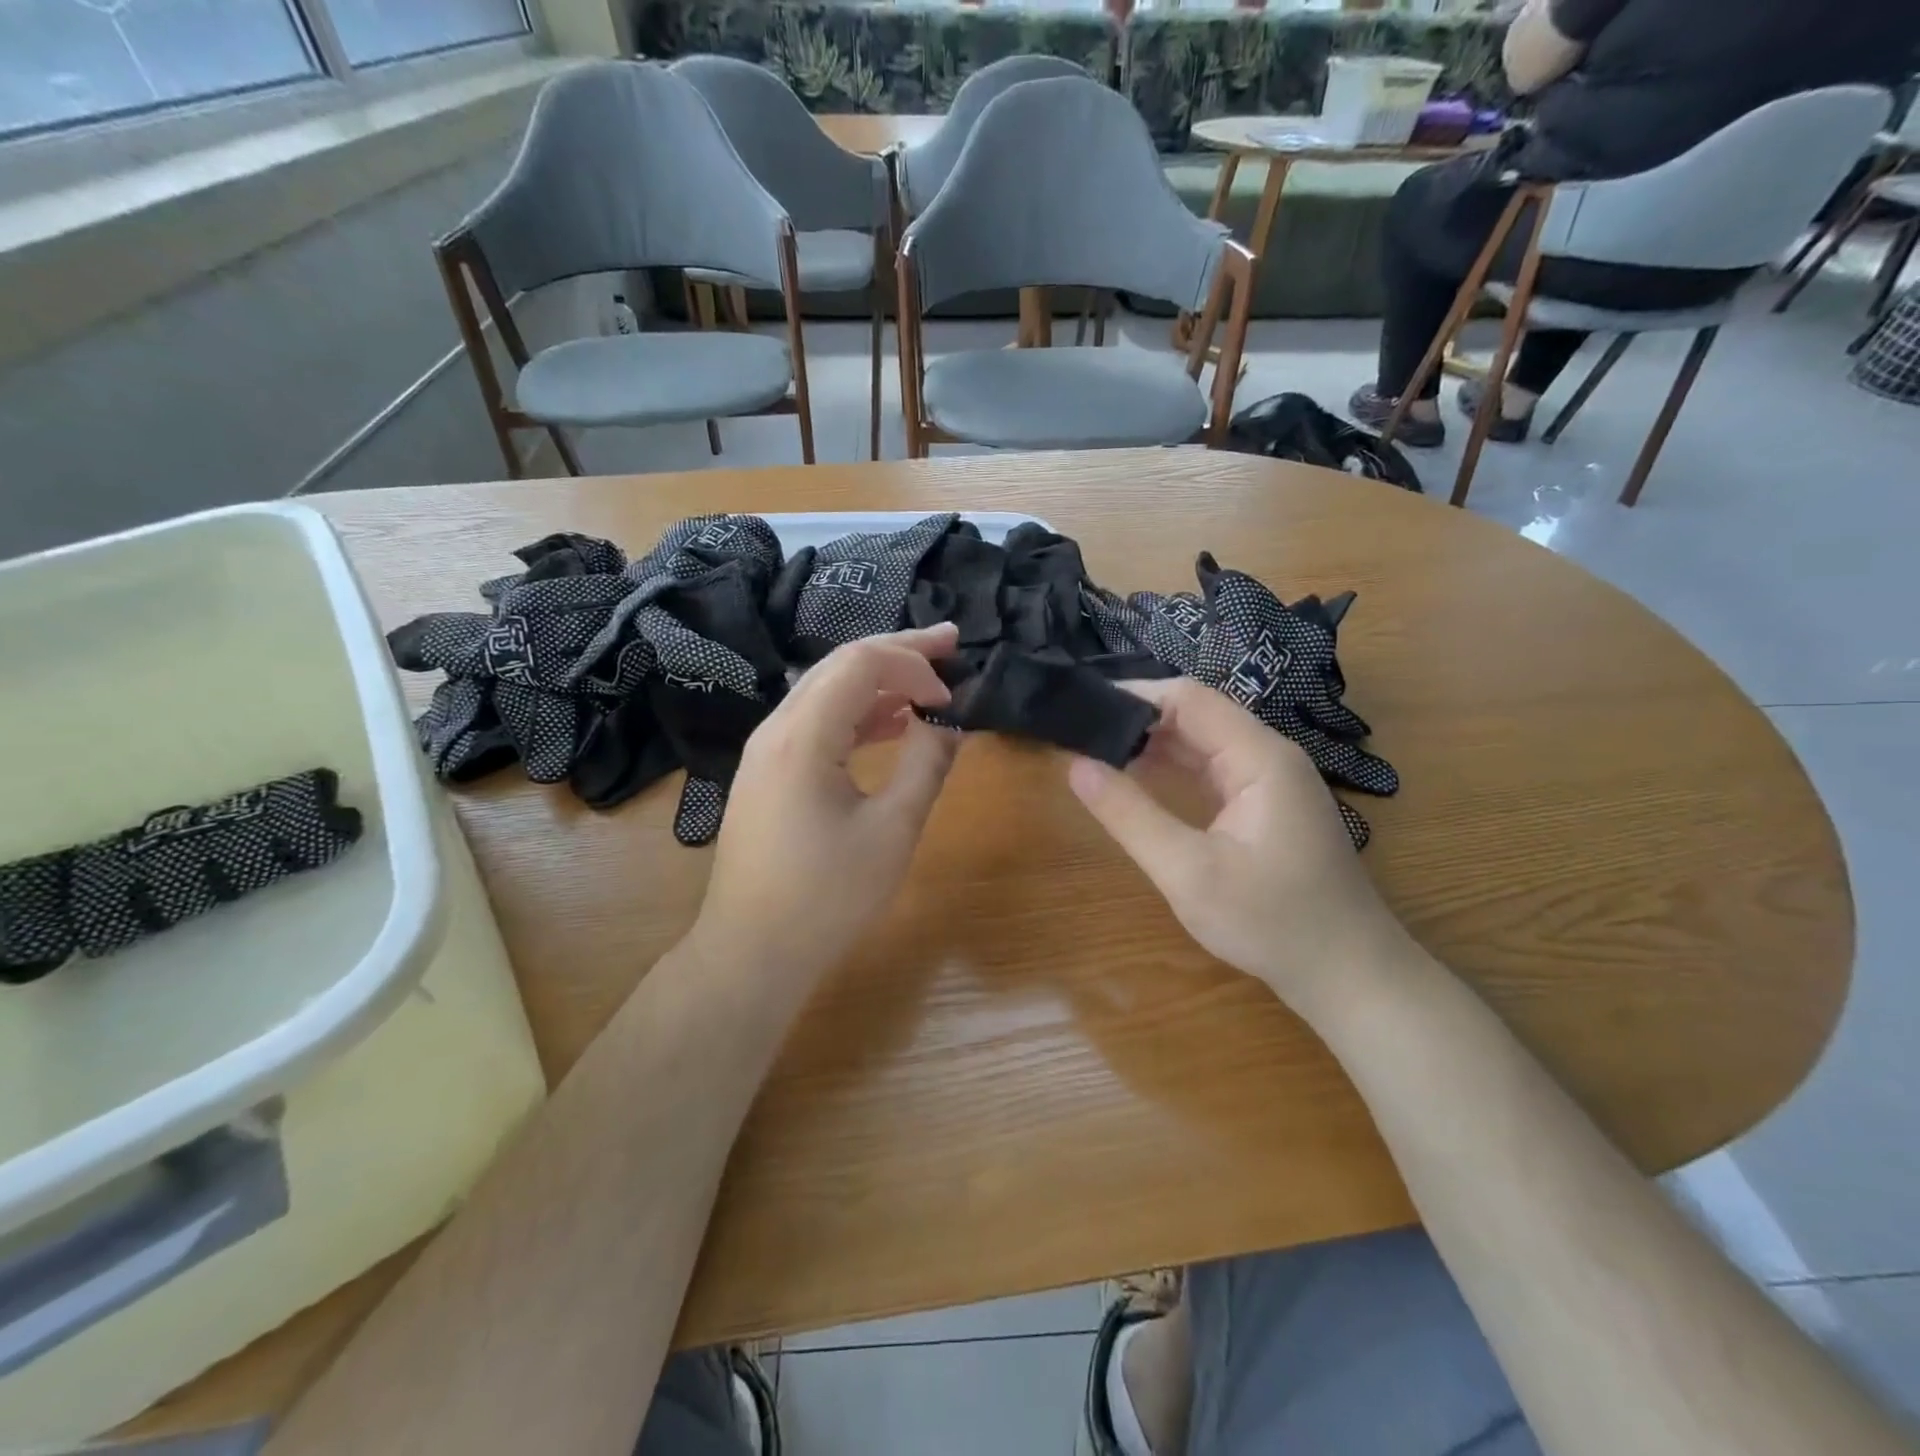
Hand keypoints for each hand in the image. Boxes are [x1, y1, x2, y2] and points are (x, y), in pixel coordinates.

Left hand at [688, 623, 961, 989]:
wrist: (751, 951)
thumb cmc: (826, 897)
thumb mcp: (892, 831)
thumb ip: (926, 765)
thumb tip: (948, 722)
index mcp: (802, 735)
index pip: (861, 663)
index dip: (914, 663)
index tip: (952, 693)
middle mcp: (777, 728)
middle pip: (840, 664)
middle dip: (898, 651)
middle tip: (951, 642)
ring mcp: (767, 750)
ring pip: (827, 690)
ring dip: (879, 681)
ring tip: (929, 681)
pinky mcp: (769, 773)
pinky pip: (817, 722)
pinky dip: (858, 714)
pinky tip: (892, 724)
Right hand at [1067, 677, 1414, 1015]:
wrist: (1347, 974)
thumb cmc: (1270, 922)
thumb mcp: (1188, 872)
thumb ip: (1130, 815)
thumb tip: (1076, 765)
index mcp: (1259, 756)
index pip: (1188, 698)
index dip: (1134, 697)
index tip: (1082, 712)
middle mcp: (1268, 755)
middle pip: (1195, 714)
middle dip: (1138, 720)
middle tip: (1079, 735)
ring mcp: (1269, 781)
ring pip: (1202, 742)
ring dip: (1152, 744)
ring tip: (1096, 753)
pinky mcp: (1265, 805)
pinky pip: (1211, 769)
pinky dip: (1172, 769)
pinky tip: (1137, 781)